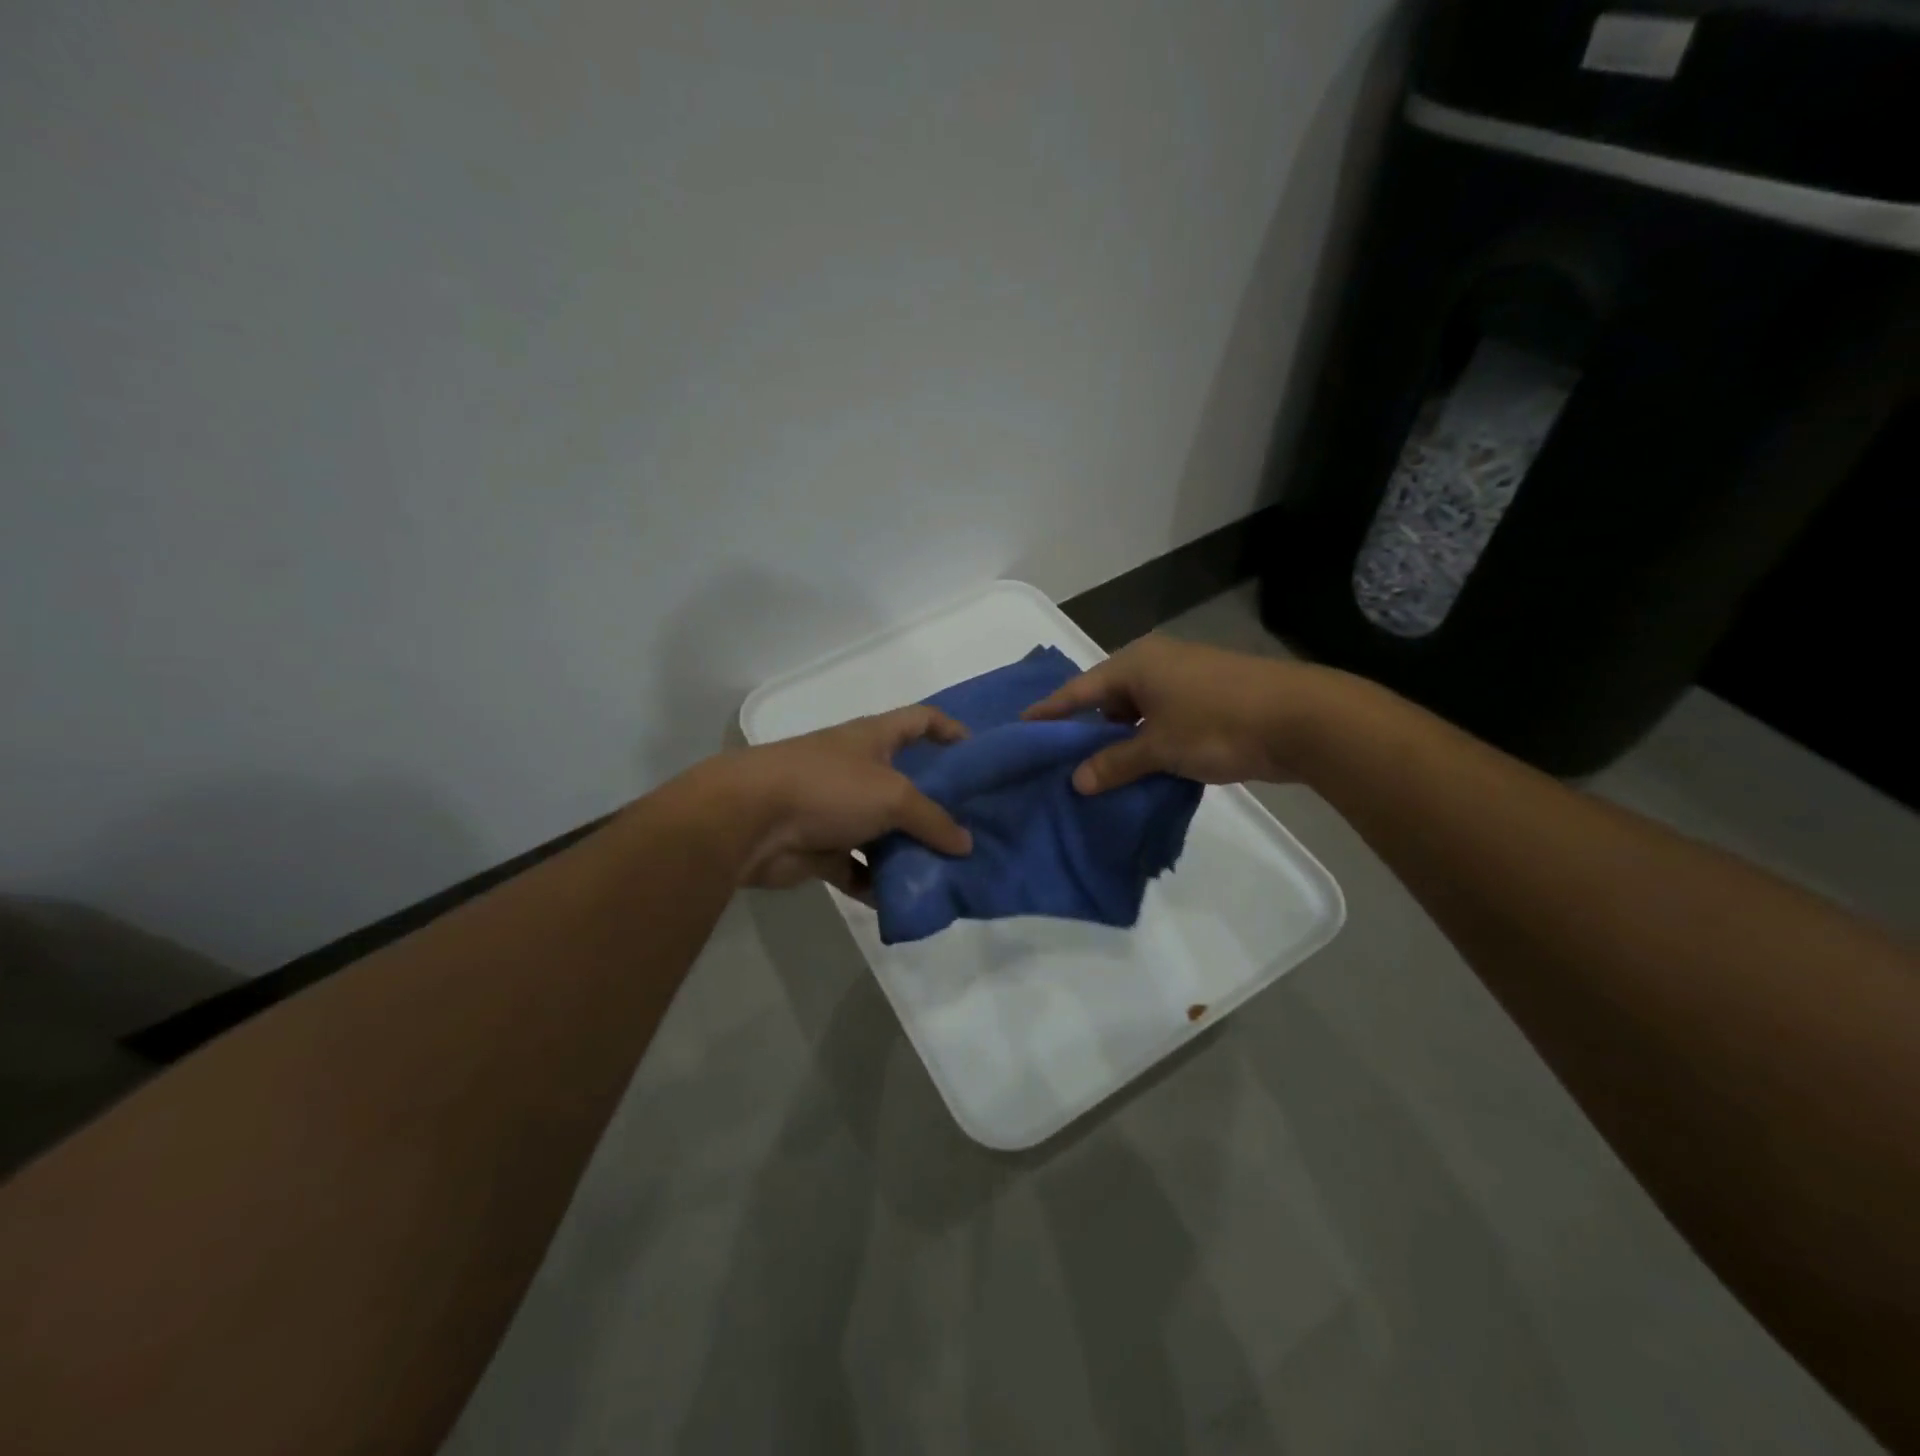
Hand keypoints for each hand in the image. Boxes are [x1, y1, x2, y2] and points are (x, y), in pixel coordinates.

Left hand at [714, 705, 973, 893]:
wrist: (749, 821)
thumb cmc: (828, 787)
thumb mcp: (892, 796)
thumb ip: (933, 820)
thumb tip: (965, 844)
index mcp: (874, 739)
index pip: (921, 720)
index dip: (951, 731)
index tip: (979, 756)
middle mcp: (857, 769)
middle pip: (907, 784)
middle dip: (937, 807)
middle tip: (973, 831)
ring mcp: (837, 810)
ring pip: (884, 831)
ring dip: (908, 852)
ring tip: (946, 873)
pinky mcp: (820, 848)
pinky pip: (857, 868)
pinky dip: (876, 885)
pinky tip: (902, 901)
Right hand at [1023, 635, 1336, 792]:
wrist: (1302, 719)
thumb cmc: (1218, 724)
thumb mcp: (1160, 748)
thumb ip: (1116, 763)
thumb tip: (1078, 781)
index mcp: (1136, 664)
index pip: (1079, 689)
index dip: (1051, 711)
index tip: (1022, 726)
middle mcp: (1156, 664)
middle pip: (1107, 698)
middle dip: (1086, 730)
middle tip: (1060, 760)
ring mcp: (1184, 680)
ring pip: (1137, 712)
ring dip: (1121, 740)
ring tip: (1097, 772)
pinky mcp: (1208, 698)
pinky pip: (1162, 719)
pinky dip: (1148, 742)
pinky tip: (1139, 769)